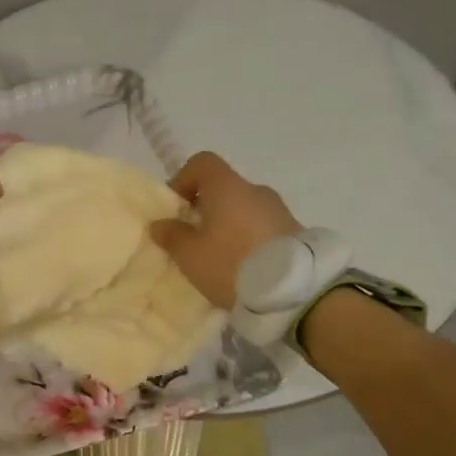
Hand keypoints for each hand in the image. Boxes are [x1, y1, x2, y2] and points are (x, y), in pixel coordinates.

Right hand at [150, 151, 302, 309]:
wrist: (294, 292)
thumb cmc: (231, 264)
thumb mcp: (189, 255)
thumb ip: (172, 236)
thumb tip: (161, 224)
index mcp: (227, 187)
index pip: (202, 163)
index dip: (183, 179)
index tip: (175, 208)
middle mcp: (256, 191)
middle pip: (223, 189)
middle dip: (204, 209)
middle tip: (192, 239)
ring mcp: (279, 211)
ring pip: (243, 210)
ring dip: (227, 226)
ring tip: (218, 258)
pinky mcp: (295, 233)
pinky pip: (261, 228)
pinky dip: (247, 239)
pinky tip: (241, 267)